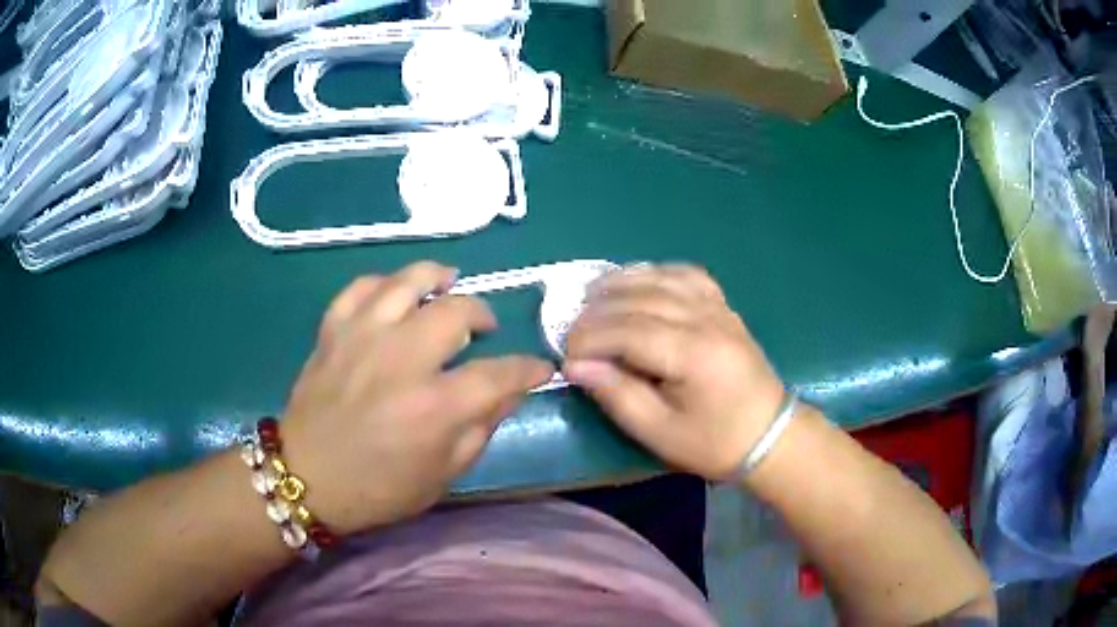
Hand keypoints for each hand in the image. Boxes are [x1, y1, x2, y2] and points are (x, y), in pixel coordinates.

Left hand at [280, 262, 554, 533]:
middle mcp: (401, 360)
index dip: (527, 368)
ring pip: (408, 282)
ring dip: (436, 278)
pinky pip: (361, 287)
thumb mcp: (443, 475)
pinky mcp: (333, 331)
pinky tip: (396, 294)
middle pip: (457, 311)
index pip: (499, 374)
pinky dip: (384, 283)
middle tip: (484, 329)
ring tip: (447, 284)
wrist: (306, 478)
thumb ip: (481, 429)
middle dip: (483, 314)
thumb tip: (510, 391)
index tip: (539, 368)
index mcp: (434, 407)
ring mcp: (362, 338)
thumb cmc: (379, 488)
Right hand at [564, 264, 784, 480]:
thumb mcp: (659, 432)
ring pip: (660, 278)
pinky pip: (686, 274)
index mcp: (691, 354)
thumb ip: (617, 395)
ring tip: (590, 297)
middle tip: (570, 331)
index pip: (627, 330)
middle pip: (639, 299)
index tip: (565, 356)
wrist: (768, 434)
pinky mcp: (723, 306)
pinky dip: (656, 273)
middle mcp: (704, 319)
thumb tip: (576, 365)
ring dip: (620, 283)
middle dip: (596, 312)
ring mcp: (717, 307)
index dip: (588, 338)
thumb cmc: (713, 442)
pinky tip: (637, 282)